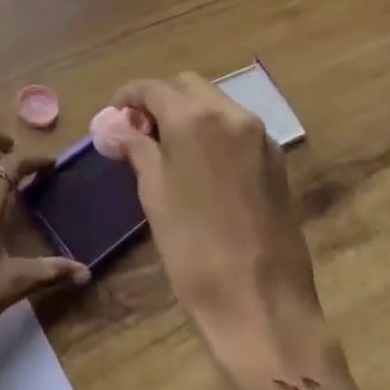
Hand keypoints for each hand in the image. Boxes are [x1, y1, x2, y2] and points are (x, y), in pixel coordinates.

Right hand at [108, 74, 363, 389]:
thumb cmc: (193, 248)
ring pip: (216, 104)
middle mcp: (232, 115)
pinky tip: (199, 165)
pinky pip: (237, 129)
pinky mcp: (276, 161)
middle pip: (188, 87)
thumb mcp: (154, 194)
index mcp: (196, 118)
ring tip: (166, 149)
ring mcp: (260, 137)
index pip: (153, 88)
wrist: (261, 302)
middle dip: (160, 100)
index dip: (128, 96)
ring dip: (188, 114)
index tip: (113, 114)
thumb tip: (117, 127)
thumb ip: (137, 149)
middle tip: (139, 131)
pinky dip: (213, 132)